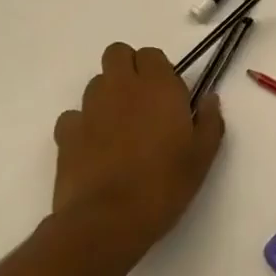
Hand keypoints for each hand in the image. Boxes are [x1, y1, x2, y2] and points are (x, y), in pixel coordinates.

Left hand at [52, 44, 224, 260]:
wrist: (107, 222)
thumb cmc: (163, 184)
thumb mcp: (202, 156)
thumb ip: (210, 120)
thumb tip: (209, 98)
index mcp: (158, 86)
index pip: (152, 54)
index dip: (158, 70)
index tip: (167, 96)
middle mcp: (122, 87)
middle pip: (117, 54)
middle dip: (127, 68)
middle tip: (141, 100)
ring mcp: (90, 108)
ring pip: (95, 83)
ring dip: (107, 95)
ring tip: (118, 127)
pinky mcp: (66, 134)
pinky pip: (72, 116)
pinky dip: (83, 125)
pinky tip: (94, 148)